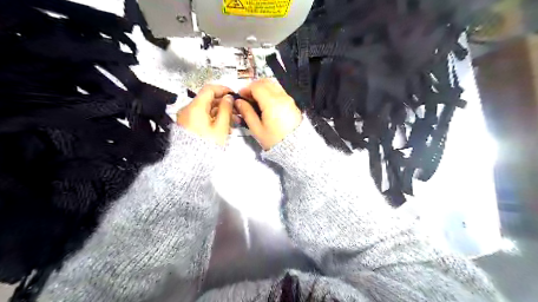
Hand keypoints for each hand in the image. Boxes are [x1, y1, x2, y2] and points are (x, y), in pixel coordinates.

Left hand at [178, 84, 234, 146]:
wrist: (190, 163)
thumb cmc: (207, 144)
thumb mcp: (221, 127)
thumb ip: (226, 110)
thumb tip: (228, 98)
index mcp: (196, 107)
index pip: (209, 89)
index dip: (223, 89)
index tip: (234, 94)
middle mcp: (189, 109)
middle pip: (208, 100)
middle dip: (224, 104)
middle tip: (237, 111)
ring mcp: (187, 118)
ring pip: (207, 110)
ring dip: (221, 113)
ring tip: (234, 122)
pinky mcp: (188, 125)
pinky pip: (202, 117)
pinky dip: (213, 119)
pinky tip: (224, 127)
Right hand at [236, 79, 301, 149]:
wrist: (295, 147)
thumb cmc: (274, 140)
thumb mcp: (257, 129)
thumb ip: (247, 113)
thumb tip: (239, 102)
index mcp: (271, 103)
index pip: (256, 86)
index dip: (246, 89)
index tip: (240, 96)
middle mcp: (281, 97)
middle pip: (265, 82)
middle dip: (254, 86)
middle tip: (247, 97)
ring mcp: (288, 99)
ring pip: (273, 85)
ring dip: (262, 88)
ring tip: (256, 100)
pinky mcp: (292, 103)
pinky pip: (279, 91)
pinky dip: (270, 92)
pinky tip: (266, 103)